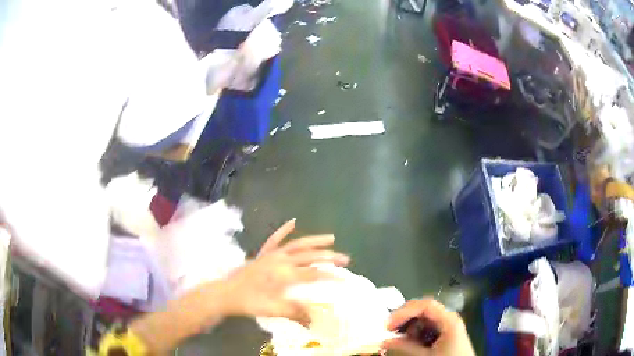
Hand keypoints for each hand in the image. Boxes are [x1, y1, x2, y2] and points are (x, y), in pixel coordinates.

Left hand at [222, 220, 348, 323]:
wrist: (226, 293)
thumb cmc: (249, 302)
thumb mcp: (273, 310)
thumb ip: (295, 313)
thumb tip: (315, 320)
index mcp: (285, 274)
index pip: (313, 274)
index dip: (330, 276)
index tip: (345, 279)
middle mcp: (281, 260)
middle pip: (310, 256)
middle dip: (329, 257)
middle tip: (345, 259)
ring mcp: (272, 255)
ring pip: (297, 244)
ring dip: (314, 240)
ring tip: (331, 238)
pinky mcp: (263, 254)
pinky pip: (275, 239)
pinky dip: (284, 230)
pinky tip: (293, 222)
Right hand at [384, 299, 474, 355]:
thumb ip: (405, 348)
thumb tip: (384, 341)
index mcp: (448, 320)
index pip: (425, 305)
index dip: (404, 312)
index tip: (387, 325)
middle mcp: (449, 319)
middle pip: (424, 310)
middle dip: (404, 319)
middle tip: (388, 331)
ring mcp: (447, 326)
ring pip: (423, 320)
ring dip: (408, 328)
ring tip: (398, 340)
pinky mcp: (445, 335)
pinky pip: (427, 329)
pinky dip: (415, 334)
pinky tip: (408, 343)